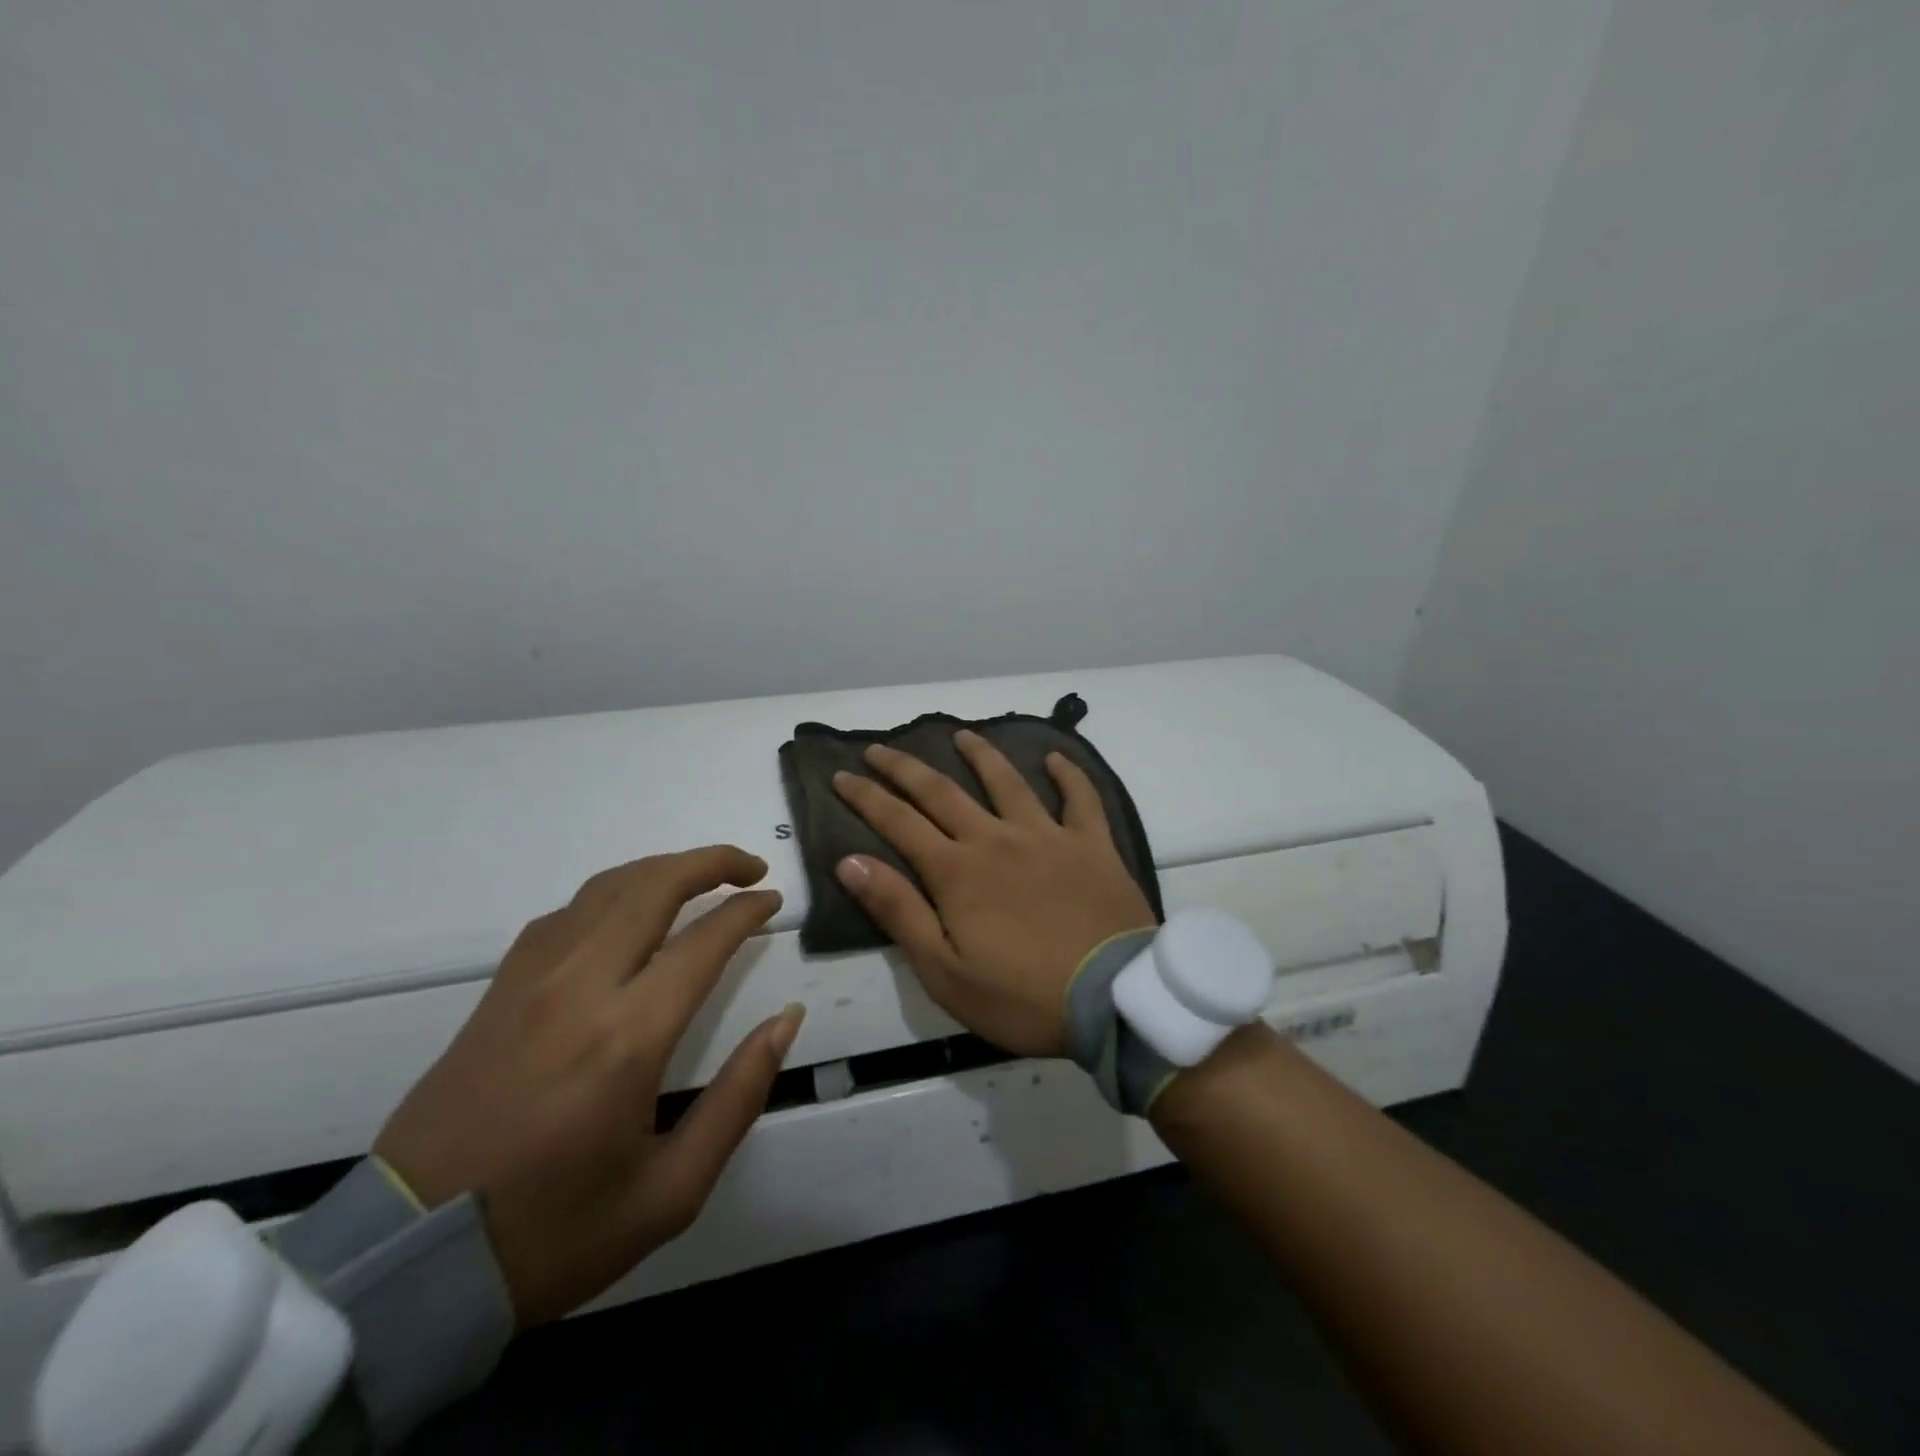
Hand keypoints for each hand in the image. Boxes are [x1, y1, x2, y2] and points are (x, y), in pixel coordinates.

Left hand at [373, 846, 800, 1324]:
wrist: (407, 1265)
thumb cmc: (554, 1233)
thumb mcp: (671, 1191)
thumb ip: (739, 1097)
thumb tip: (785, 1020)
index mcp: (627, 1038)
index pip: (703, 940)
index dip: (747, 910)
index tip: (773, 901)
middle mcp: (579, 989)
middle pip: (652, 887)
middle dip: (711, 862)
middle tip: (751, 869)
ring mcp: (531, 983)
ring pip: (605, 888)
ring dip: (662, 869)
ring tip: (701, 876)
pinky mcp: (499, 991)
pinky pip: (565, 914)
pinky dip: (611, 894)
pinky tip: (628, 912)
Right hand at [831, 730, 1155, 1056]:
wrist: (1111, 1000)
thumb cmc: (1021, 996)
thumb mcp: (944, 970)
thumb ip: (898, 911)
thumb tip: (850, 861)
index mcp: (957, 871)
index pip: (899, 821)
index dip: (866, 796)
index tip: (841, 775)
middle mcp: (996, 839)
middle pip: (942, 792)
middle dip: (905, 768)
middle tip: (879, 747)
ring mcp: (1048, 836)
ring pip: (1007, 781)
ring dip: (980, 754)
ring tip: (961, 734)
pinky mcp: (1092, 845)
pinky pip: (1080, 798)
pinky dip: (1068, 774)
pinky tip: (1056, 758)